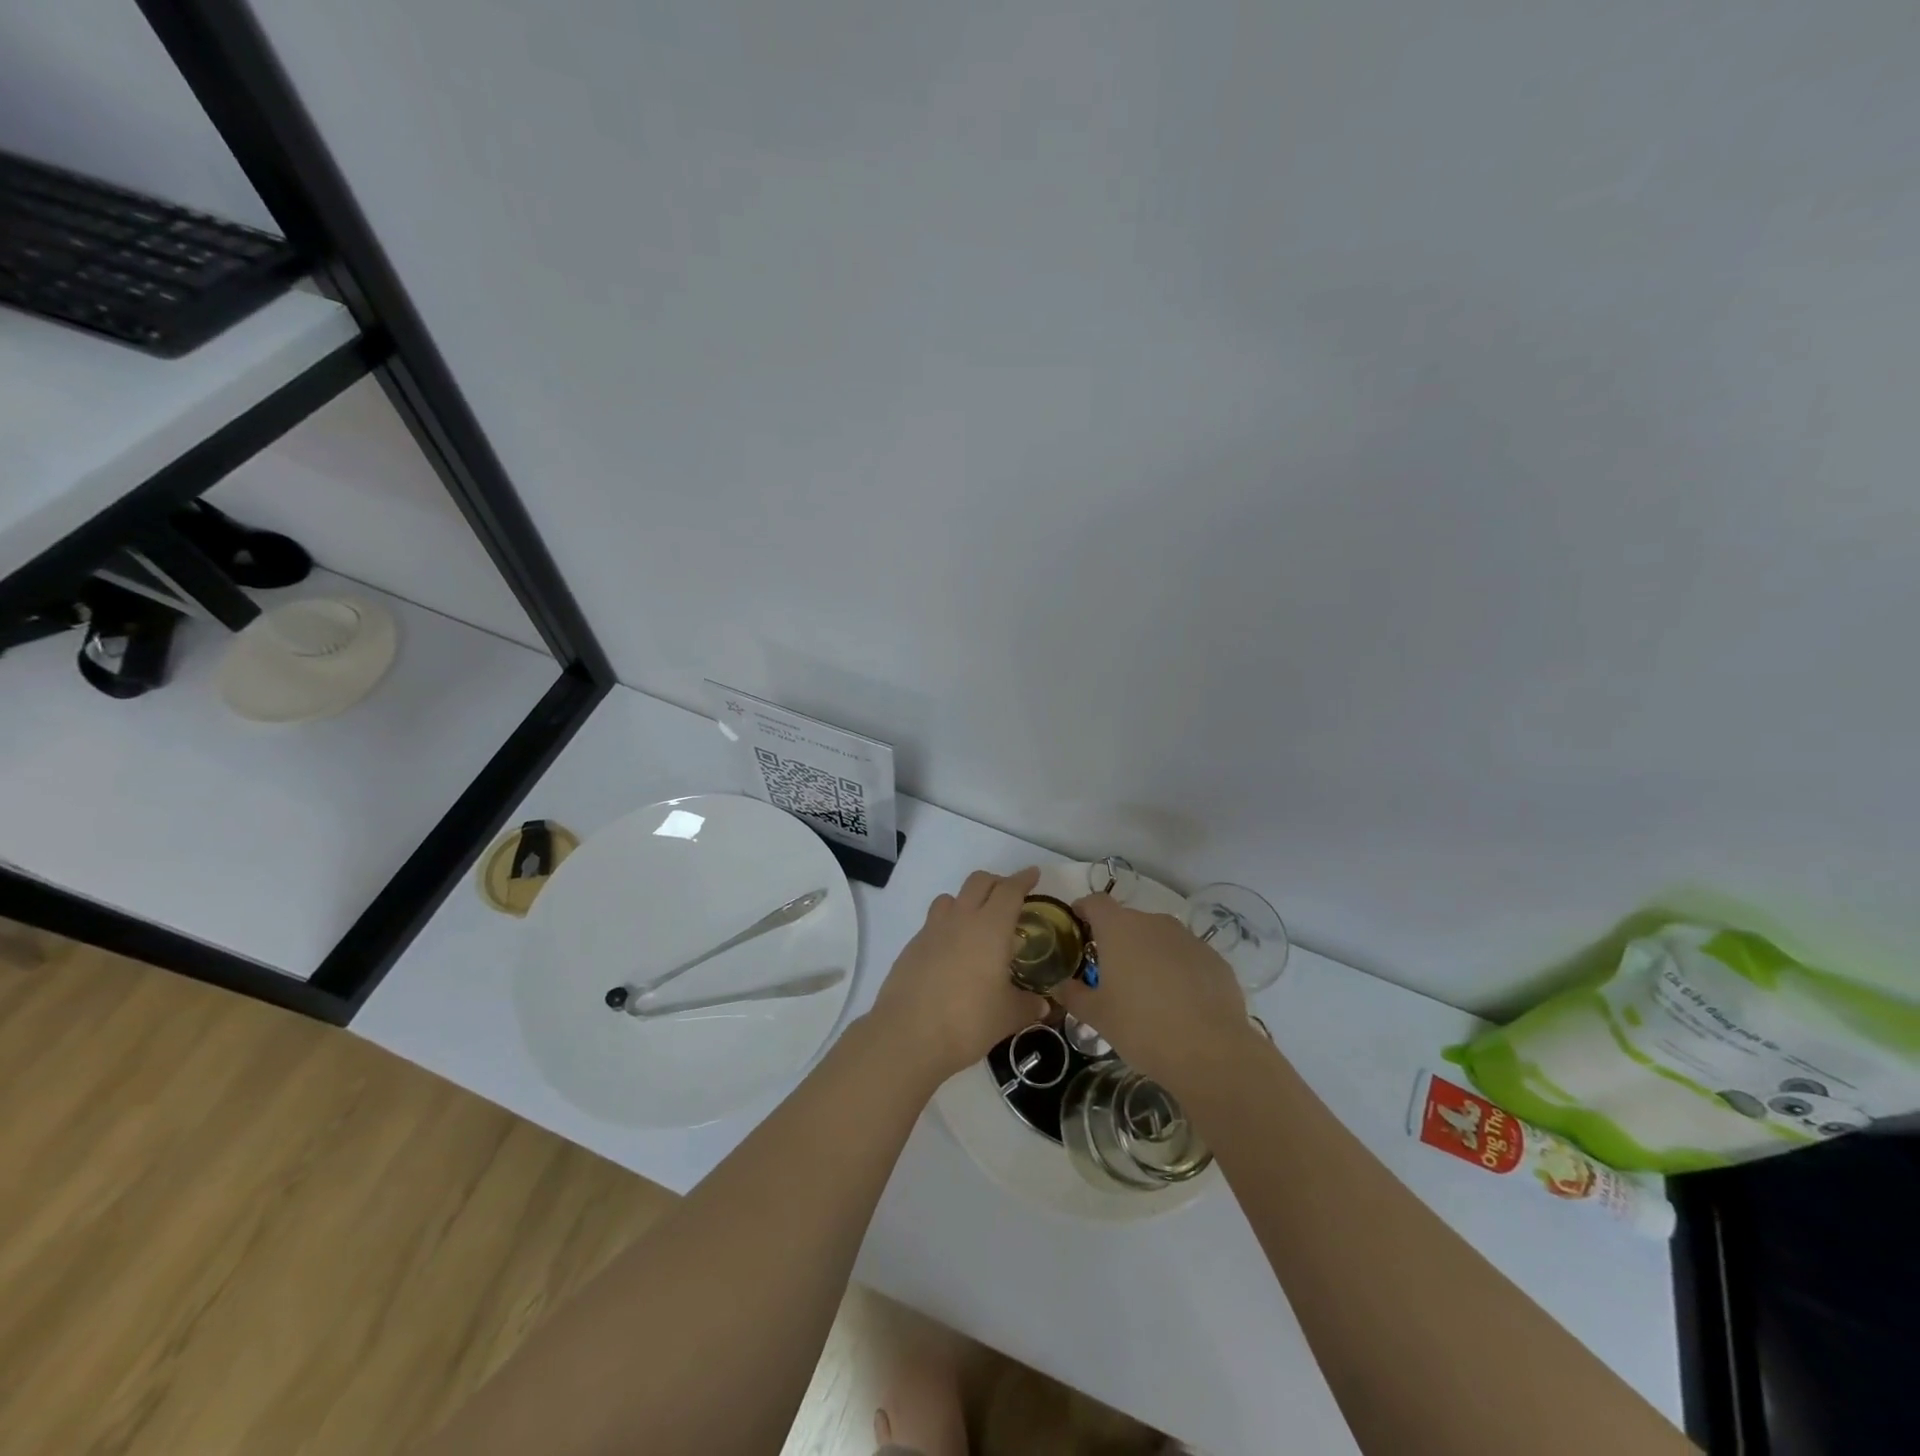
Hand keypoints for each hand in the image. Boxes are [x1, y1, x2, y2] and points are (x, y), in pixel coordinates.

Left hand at [867, 867, 1049, 1084]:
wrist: (907, 1035)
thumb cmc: (967, 1021)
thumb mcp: (1007, 1016)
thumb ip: (1027, 1005)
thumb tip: (1043, 1004)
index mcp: (990, 928)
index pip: (1009, 890)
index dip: (1024, 879)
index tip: (1034, 875)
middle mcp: (961, 919)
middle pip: (979, 882)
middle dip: (997, 882)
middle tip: (1011, 897)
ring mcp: (932, 930)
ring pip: (952, 897)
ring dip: (968, 900)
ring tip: (978, 923)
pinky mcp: (912, 946)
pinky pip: (934, 922)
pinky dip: (948, 925)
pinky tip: (954, 953)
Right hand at [1051, 893, 1260, 1094]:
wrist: (1210, 1052)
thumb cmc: (1141, 1027)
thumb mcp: (1097, 1016)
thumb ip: (1074, 995)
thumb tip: (1061, 985)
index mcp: (1119, 929)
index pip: (1095, 902)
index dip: (1084, 910)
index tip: (1078, 928)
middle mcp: (1154, 923)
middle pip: (1128, 921)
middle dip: (1117, 941)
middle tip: (1111, 974)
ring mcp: (1188, 938)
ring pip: (1159, 938)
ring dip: (1149, 955)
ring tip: (1147, 992)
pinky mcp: (1215, 959)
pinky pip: (1187, 957)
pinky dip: (1178, 970)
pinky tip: (1180, 1003)